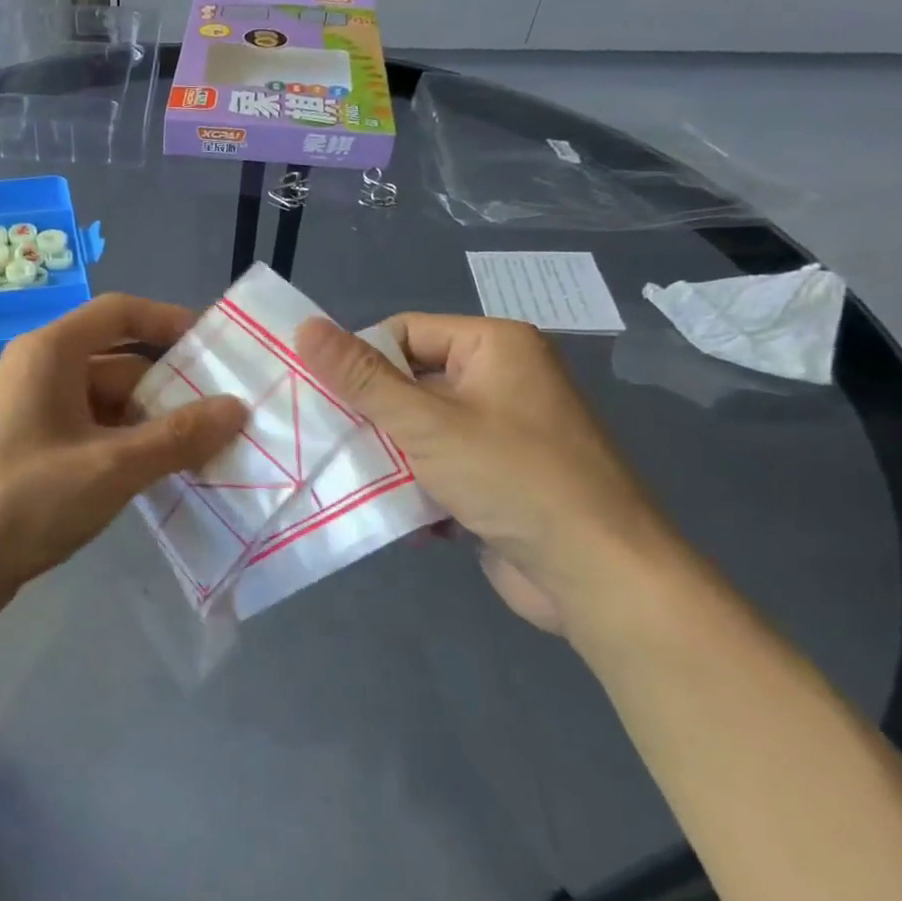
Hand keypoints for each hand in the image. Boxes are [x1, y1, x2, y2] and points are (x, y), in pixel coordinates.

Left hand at [0, 295, 246, 619]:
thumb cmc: (25, 499)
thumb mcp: (111, 467)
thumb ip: (177, 437)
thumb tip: (236, 409)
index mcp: (51, 353)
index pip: (120, 313)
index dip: (169, 321)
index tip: (215, 347)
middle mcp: (40, 371)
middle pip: (119, 364)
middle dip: (170, 390)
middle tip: (225, 418)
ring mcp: (33, 413)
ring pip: (107, 404)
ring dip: (151, 425)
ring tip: (204, 452)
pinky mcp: (32, 450)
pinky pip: (90, 434)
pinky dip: (124, 448)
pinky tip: (159, 475)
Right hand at [296, 314, 682, 635]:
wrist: (596, 573)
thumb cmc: (512, 479)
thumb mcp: (427, 424)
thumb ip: (362, 378)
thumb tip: (305, 327)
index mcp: (494, 346)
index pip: (404, 332)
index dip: (360, 360)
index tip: (319, 395)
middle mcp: (501, 379)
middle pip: (410, 381)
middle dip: (370, 415)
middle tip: (324, 438)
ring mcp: (502, 431)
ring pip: (420, 429)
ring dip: (388, 455)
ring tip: (350, 477)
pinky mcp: (498, 476)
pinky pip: (440, 465)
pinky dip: (416, 485)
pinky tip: (397, 511)